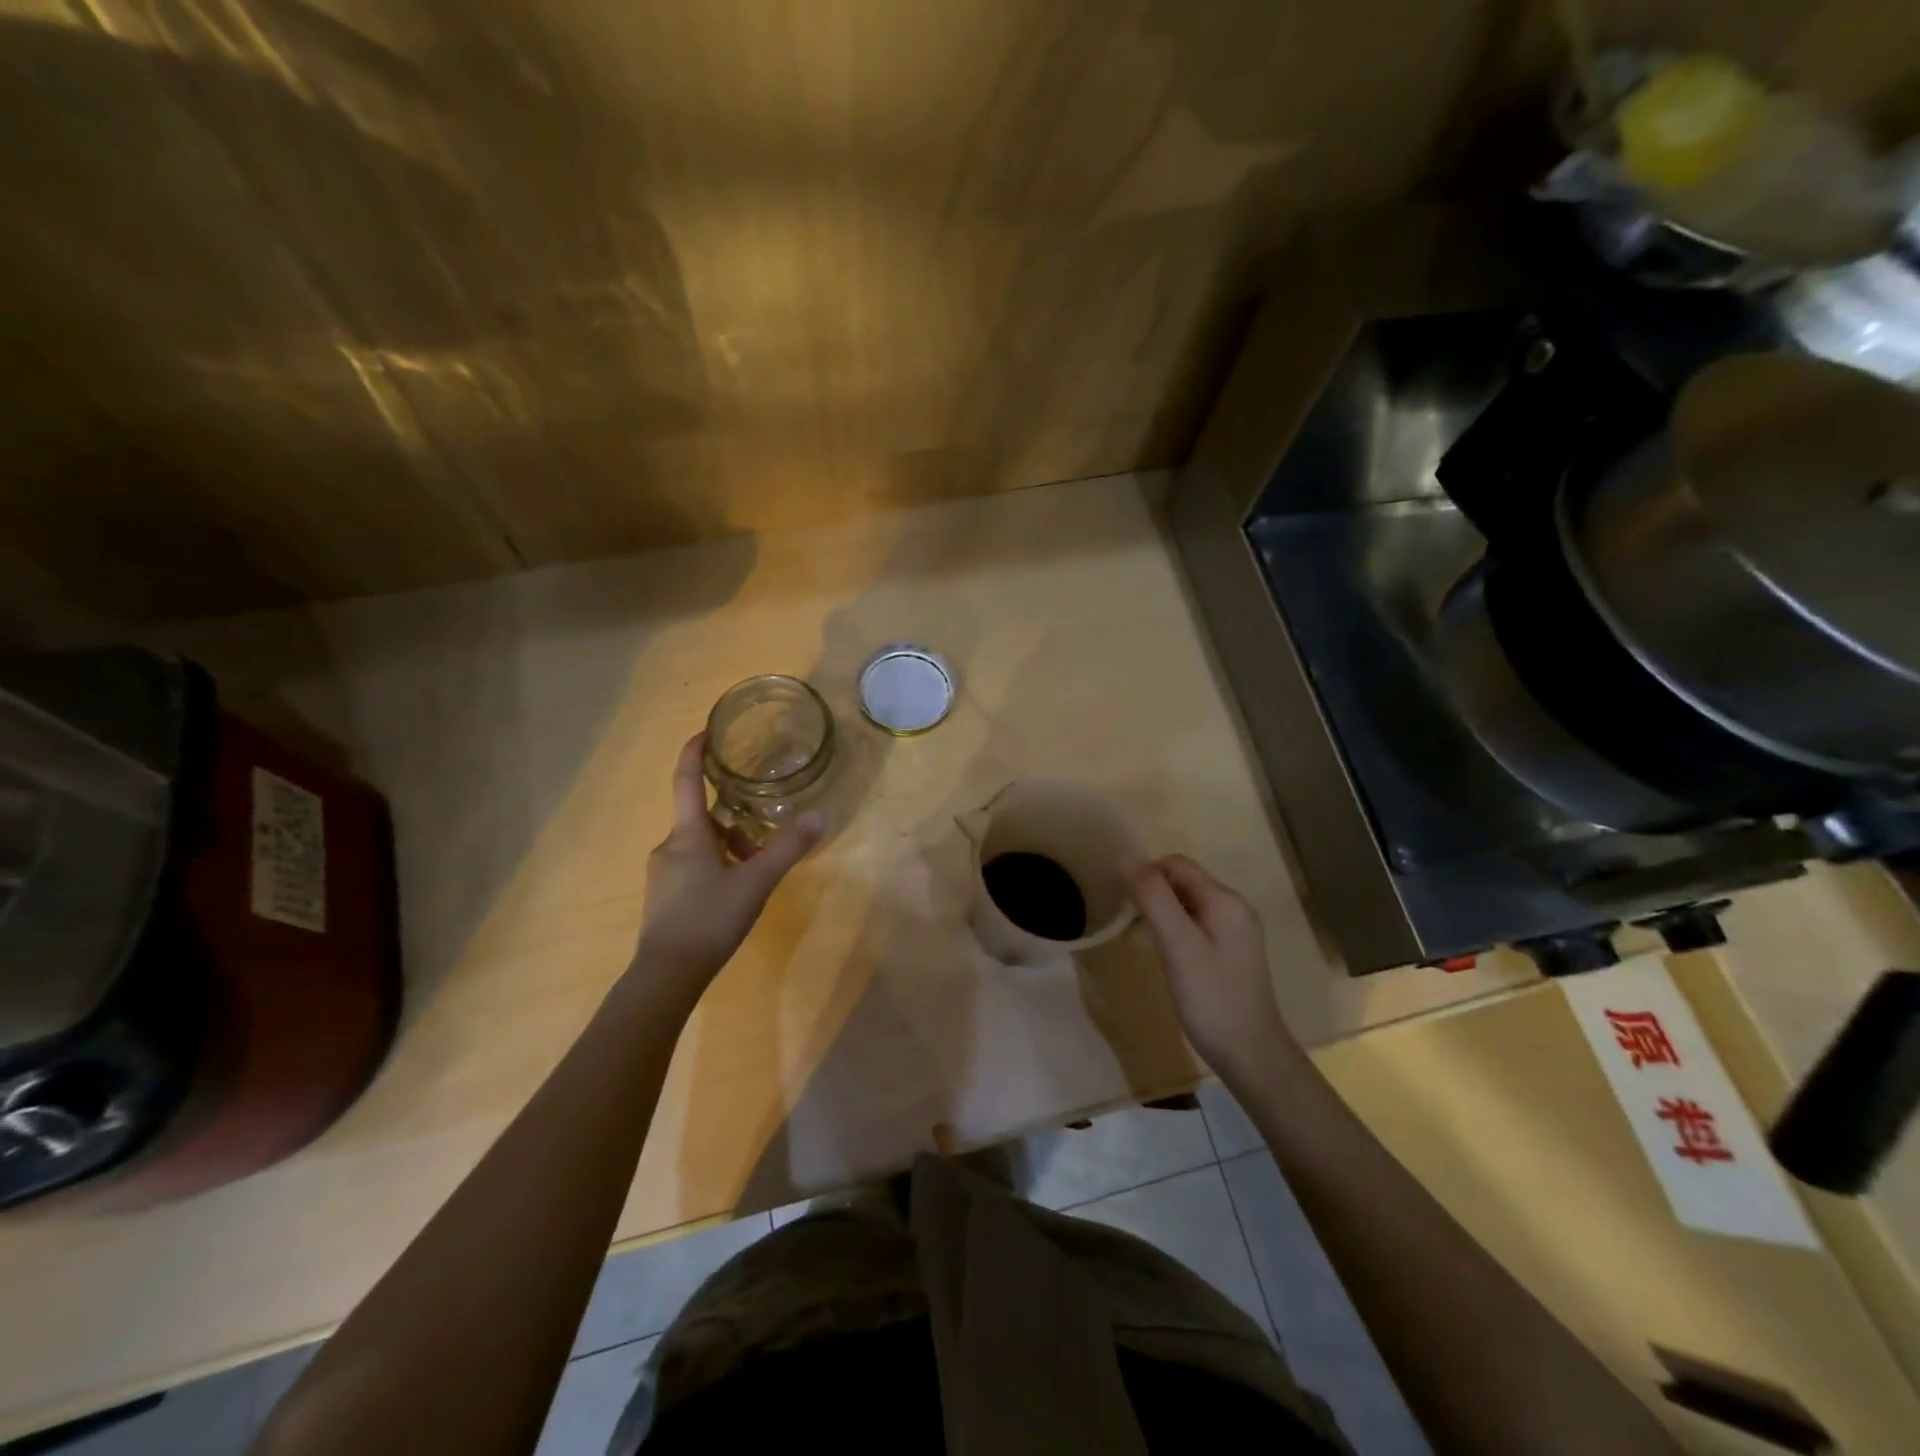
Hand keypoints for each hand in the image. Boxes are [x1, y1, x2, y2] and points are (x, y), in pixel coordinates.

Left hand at [632, 735, 823, 997]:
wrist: (666, 975)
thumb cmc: (708, 919)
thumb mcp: (756, 882)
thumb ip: (787, 848)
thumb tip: (820, 815)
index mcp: (687, 834)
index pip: (685, 781)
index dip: (694, 753)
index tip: (705, 732)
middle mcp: (670, 847)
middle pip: (699, 816)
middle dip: (730, 811)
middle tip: (761, 815)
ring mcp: (664, 874)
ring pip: (699, 843)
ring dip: (727, 842)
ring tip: (758, 860)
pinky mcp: (665, 898)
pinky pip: (693, 866)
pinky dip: (717, 863)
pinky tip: (737, 888)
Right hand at [1129, 854, 1295, 1085]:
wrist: (1250, 1054)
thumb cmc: (1210, 997)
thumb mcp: (1177, 944)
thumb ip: (1154, 898)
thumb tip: (1127, 858)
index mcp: (1224, 899)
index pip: (1176, 864)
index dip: (1146, 875)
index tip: (1126, 905)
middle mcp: (1234, 907)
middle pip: (1182, 881)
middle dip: (1153, 894)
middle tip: (1133, 926)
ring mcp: (1235, 930)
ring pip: (1187, 904)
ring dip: (1161, 913)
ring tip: (1145, 941)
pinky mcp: (1231, 952)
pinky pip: (1196, 924)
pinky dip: (1175, 930)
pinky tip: (1166, 956)